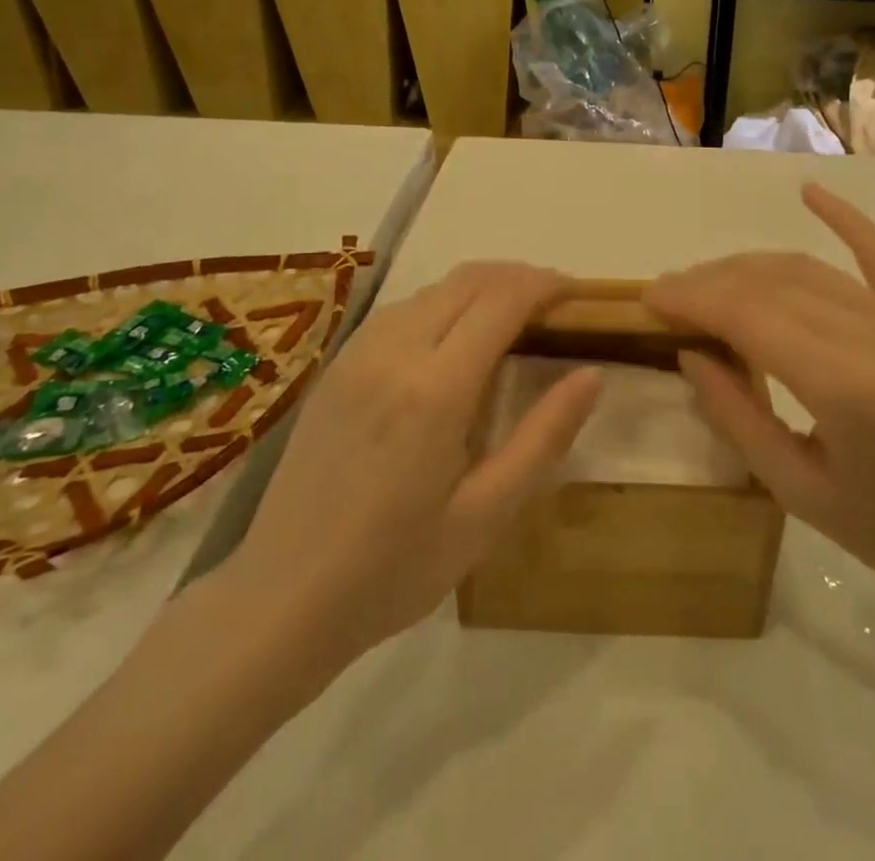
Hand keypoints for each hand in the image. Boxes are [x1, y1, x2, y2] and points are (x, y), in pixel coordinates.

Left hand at [221, 262, 601, 691]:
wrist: (282, 598)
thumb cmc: (395, 568)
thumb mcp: (486, 515)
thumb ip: (544, 437)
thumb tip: (592, 374)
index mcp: (436, 389)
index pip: (502, 300)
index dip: (545, 284)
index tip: (577, 293)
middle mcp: (394, 352)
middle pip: (468, 280)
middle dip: (518, 277)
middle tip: (554, 304)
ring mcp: (358, 354)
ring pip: (433, 288)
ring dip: (480, 287)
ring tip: (513, 319)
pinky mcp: (337, 365)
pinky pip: (401, 309)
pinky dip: (443, 303)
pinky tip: (455, 339)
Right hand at [645, 184, 874, 612]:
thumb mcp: (799, 491)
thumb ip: (738, 415)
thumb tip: (690, 353)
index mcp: (843, 386)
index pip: (747, 316)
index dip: (692, 299)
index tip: (649, 297)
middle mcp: (872, 334)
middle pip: (769, 284)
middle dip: (708, 282)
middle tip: (667, 292)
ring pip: (805, 268)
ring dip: (746, 266)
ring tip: (704, 279)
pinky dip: (842, 218)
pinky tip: (808, 191)